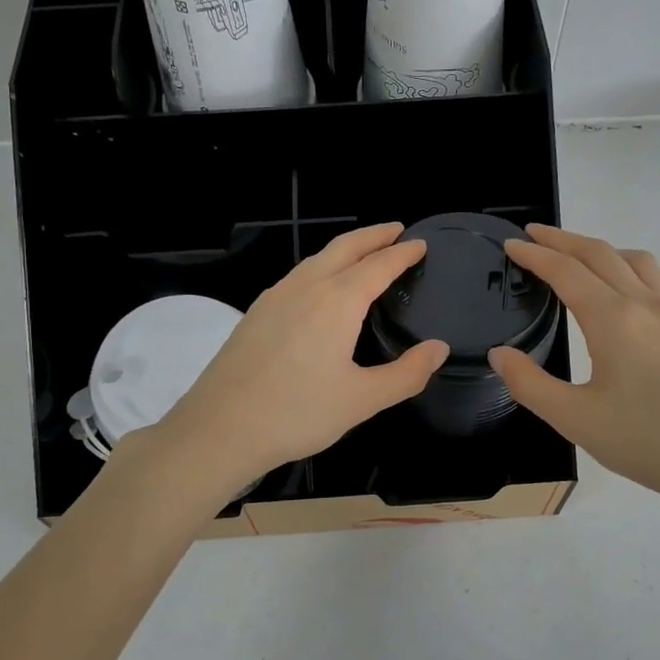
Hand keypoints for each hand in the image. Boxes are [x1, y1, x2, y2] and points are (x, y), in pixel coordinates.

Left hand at [147, 224, 448, 498]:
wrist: (220, 428)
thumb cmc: (297, 413)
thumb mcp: (362, 400)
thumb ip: (406, 374)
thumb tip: (439, 349)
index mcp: (337, 302)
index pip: (378, 265)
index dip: (402, 253)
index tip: (420, 243)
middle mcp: (306, 287)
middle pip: (344, 247)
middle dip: (373, 235)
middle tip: (396, 231)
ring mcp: (275, 297)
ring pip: (316, 259)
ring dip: (345, 249)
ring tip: (364, 254)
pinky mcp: (256, 313)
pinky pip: (297, 276)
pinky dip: (321, 267)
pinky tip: (320, 288)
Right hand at [488, 225, 659, 510]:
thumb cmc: (647, 441)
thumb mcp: (575, 419)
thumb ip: (529, 384)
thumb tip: (501, 354)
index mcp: (613, 319)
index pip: (566, 271)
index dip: (535, 254)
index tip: (511, 244)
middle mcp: (643, 304)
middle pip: (600, 254)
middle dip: (562, 239)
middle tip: (532, 235)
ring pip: (632, 260)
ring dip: (598, 248)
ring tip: (574, 257)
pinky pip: (652, 278)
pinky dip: (625, 266)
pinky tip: (619, 292)